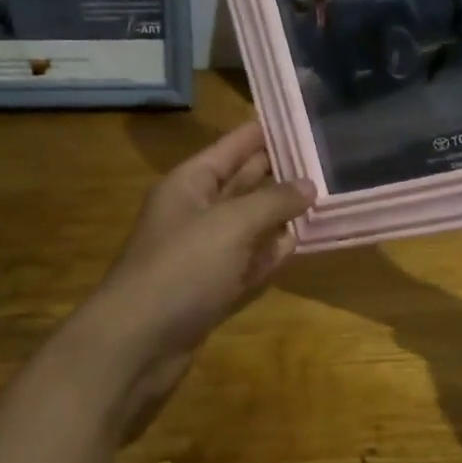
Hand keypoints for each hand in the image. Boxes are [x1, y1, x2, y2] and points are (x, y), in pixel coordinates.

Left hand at [75, 122, 312, 438]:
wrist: (137, 344)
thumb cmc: (182, 268)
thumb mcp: (231, 224)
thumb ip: (274, 201)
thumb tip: (308, 185)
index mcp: (190, 183)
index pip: (233, 146)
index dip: (264, 131)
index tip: (301, 118)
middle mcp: (195, 212)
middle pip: (243, 182)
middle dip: (279, 171)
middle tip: (324, 158)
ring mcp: (202, 253)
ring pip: (248, 224)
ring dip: (279, 214)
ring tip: (322, 197)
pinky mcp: (210, 289)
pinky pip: (247, 262)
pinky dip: (269, 254)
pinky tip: (297, 244)